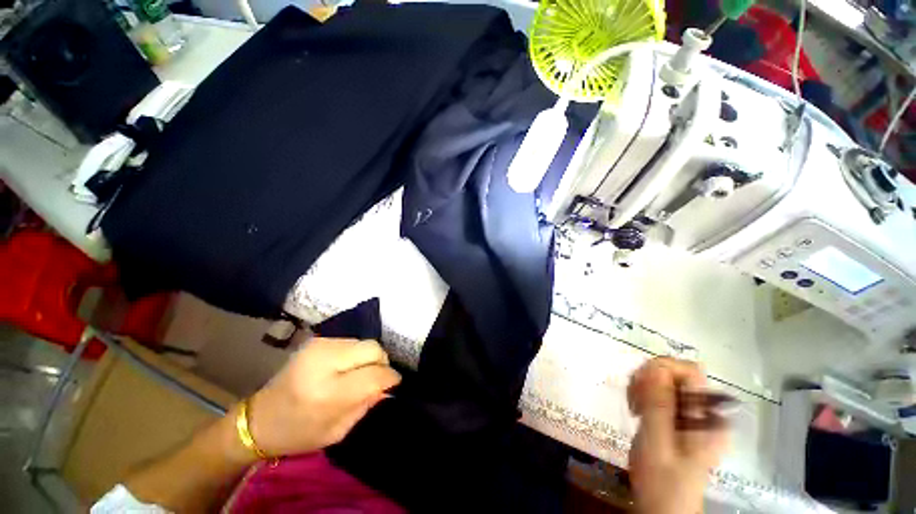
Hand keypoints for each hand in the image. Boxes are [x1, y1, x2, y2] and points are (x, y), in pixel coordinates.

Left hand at [247, 335, 400, 456]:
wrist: (259, 418)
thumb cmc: (298, 433)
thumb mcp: (337, 431)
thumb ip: (367, 404)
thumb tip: (389, 385)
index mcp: (327, 392)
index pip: (374, 374)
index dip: (390, 377)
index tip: (394, 383)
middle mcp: (324, 361)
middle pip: (373, 349)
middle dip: (381, 363)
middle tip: (377, 378)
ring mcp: (319, 346)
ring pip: (364, 342)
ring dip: (369, 357)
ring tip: (360, 373)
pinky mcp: (317, 340)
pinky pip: (352, 341)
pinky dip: (357, 354)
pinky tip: (348, 367)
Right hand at [627, 357, 729, 513]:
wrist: (662, 507)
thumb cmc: (662, 481)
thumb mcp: (657, 443)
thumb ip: (658, 405)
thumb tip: (654, 368)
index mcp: (707, 417)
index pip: (690, 371)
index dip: (662, 369)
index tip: (639, 384)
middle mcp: (704, 412)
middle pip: (676, 373)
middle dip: (649, 378)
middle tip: (633, 398)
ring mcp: (690, 415)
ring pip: (665, 380)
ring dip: (643, 386)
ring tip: (634, 406)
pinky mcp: (677, 418)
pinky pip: (659, 392)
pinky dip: (643, 394)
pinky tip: (637, 410)